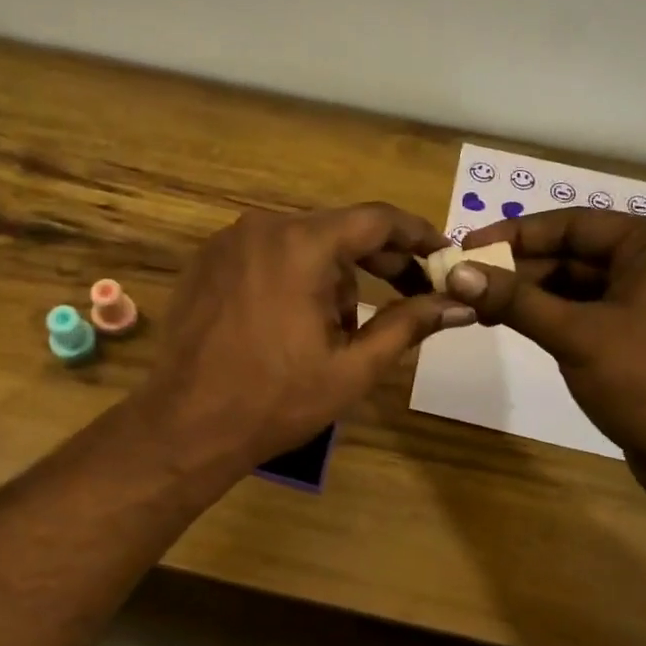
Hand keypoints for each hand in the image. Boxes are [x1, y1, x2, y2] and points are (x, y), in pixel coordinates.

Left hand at [139, 204, 471, 470]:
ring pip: (301, 244)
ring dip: (331, 276)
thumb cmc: (276, 400)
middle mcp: (262, 227)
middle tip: (409, 293)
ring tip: (337, 331)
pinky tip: (294, 322)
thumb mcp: (353, 367)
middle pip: (337, 230)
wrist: (186, 425)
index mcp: (302, 245)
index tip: (442, 253)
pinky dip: (292, 276)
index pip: (376, 220)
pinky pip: (266, 255)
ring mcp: (227, 243)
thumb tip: (459, 304)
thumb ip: (409, 326)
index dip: (417, 234)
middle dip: (377, 261)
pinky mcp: (205, 263)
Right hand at [444, 209, 645, 467]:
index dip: (514, 234)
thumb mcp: (576, 335)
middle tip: (463, 281)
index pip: (573, 224)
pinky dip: (551, 317)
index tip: (466, 247)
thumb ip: (515, 300)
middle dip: (519, 268)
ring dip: (530, 295)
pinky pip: (587, 313)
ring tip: (477, 306)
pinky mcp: (641, 336)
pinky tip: (512, 324)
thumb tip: (456, 273)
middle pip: (574, 253)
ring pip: (577, 286)